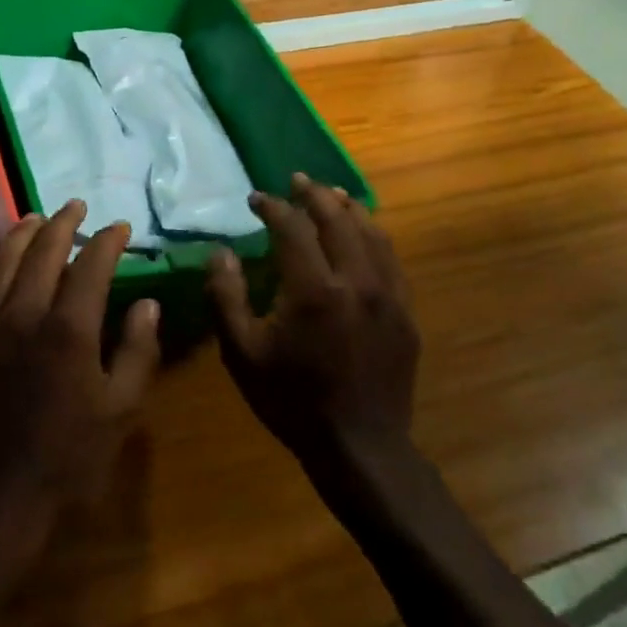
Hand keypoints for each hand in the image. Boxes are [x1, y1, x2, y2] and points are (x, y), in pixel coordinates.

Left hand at [0, 200, 160, 566]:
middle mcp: (22, 314)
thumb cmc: (65, 460)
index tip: (120, 227)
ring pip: (2, 260)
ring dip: (22, 233)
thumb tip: (148, 303)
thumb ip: (138, 352)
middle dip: (64, 222)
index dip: (108, 240)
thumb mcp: (120, 412)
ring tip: (37, 217)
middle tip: (78, 205)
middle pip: (43, 250)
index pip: (92, 265)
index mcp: (68, 330)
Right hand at [207, 174, 419, 471]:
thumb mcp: (242, 353)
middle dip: (314, 194)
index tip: (256, 199)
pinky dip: (374, 235)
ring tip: (332, 193)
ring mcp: (388, 294)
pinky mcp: (405, 311)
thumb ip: (227, 296)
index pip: (292, 227)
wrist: (360, 446)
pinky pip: (391, 259)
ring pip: (371, 233)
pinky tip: (365, 233)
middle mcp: (356, 280)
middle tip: (296, 180)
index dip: (272, 206)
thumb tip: (221, 252)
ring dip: (348, 207)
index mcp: (313, 289)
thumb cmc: (292, 400)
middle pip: (337, 218)